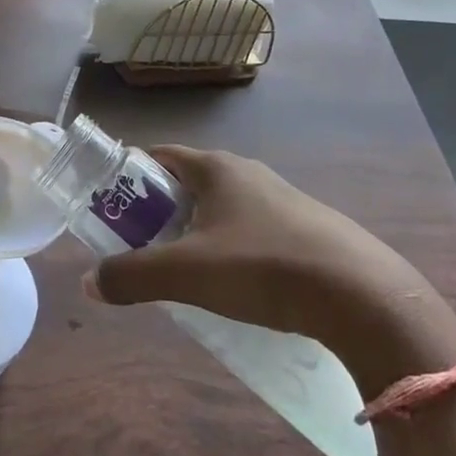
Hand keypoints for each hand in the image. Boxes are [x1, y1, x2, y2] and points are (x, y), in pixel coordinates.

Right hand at [85, 146, 455, 387]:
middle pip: (186, 185)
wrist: (366, 299)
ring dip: (196, 235)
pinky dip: (232, 251)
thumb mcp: (187, 275)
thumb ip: (131, 276)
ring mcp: (283, 200)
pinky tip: (239, 289)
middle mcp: (247, 173)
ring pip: (221, 210)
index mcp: (215, 168)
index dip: (128, 178)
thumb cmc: (264, 269)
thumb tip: (89, 283)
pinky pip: (253, 231)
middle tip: (143, 251)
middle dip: (158, 214)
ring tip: (187, 276)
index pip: (157, 156)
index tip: (111, 211)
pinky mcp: (308, 229)